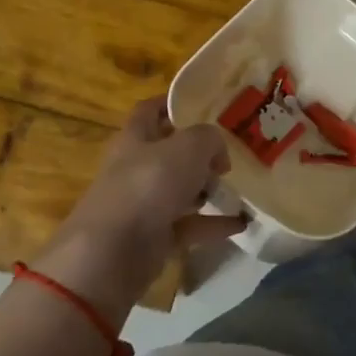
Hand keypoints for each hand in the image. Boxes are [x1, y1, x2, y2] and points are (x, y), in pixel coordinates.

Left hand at [32, 98, 244, 318]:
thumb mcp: (188, 148)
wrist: (113, 252)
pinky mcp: (154, 237)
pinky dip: (214, 224)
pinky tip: (242, 222)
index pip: (150, 110)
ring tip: (237, 189)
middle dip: (199, 153)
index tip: (204, 104)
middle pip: (169, 152)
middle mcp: (136, 168)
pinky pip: (190, 225)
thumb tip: (217, 154)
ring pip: (180, 190)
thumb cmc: (147, 186)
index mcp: (135, 138)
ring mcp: (144, 204)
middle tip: (229, 154)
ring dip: (207, 190)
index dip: (173, 103)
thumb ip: (209, 139)